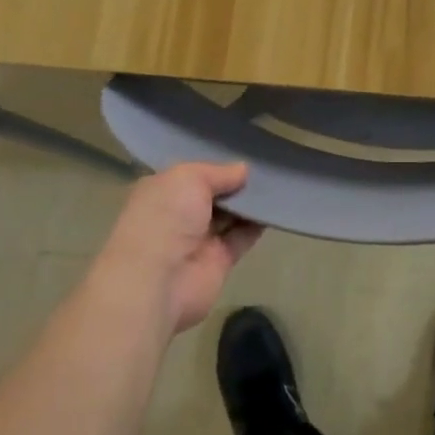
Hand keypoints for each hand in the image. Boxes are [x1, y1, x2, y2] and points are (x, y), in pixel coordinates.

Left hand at [93, 163, 262, 336]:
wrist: (158, 279)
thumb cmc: (166, 217)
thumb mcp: (190, 178)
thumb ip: (218, 172)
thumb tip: (243, 169)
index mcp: (162, 192)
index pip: (191, 175)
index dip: (214, 167)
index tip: (242, 155)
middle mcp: (178, 215)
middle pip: (212, 195)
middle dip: (235, 183)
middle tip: (266, 167)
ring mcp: (198, 239)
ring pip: (229, 215)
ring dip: (249, 203)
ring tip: (276, 183)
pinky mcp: (219, 261)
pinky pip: (242, 237)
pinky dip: (257, 225)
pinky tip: (274, 208)